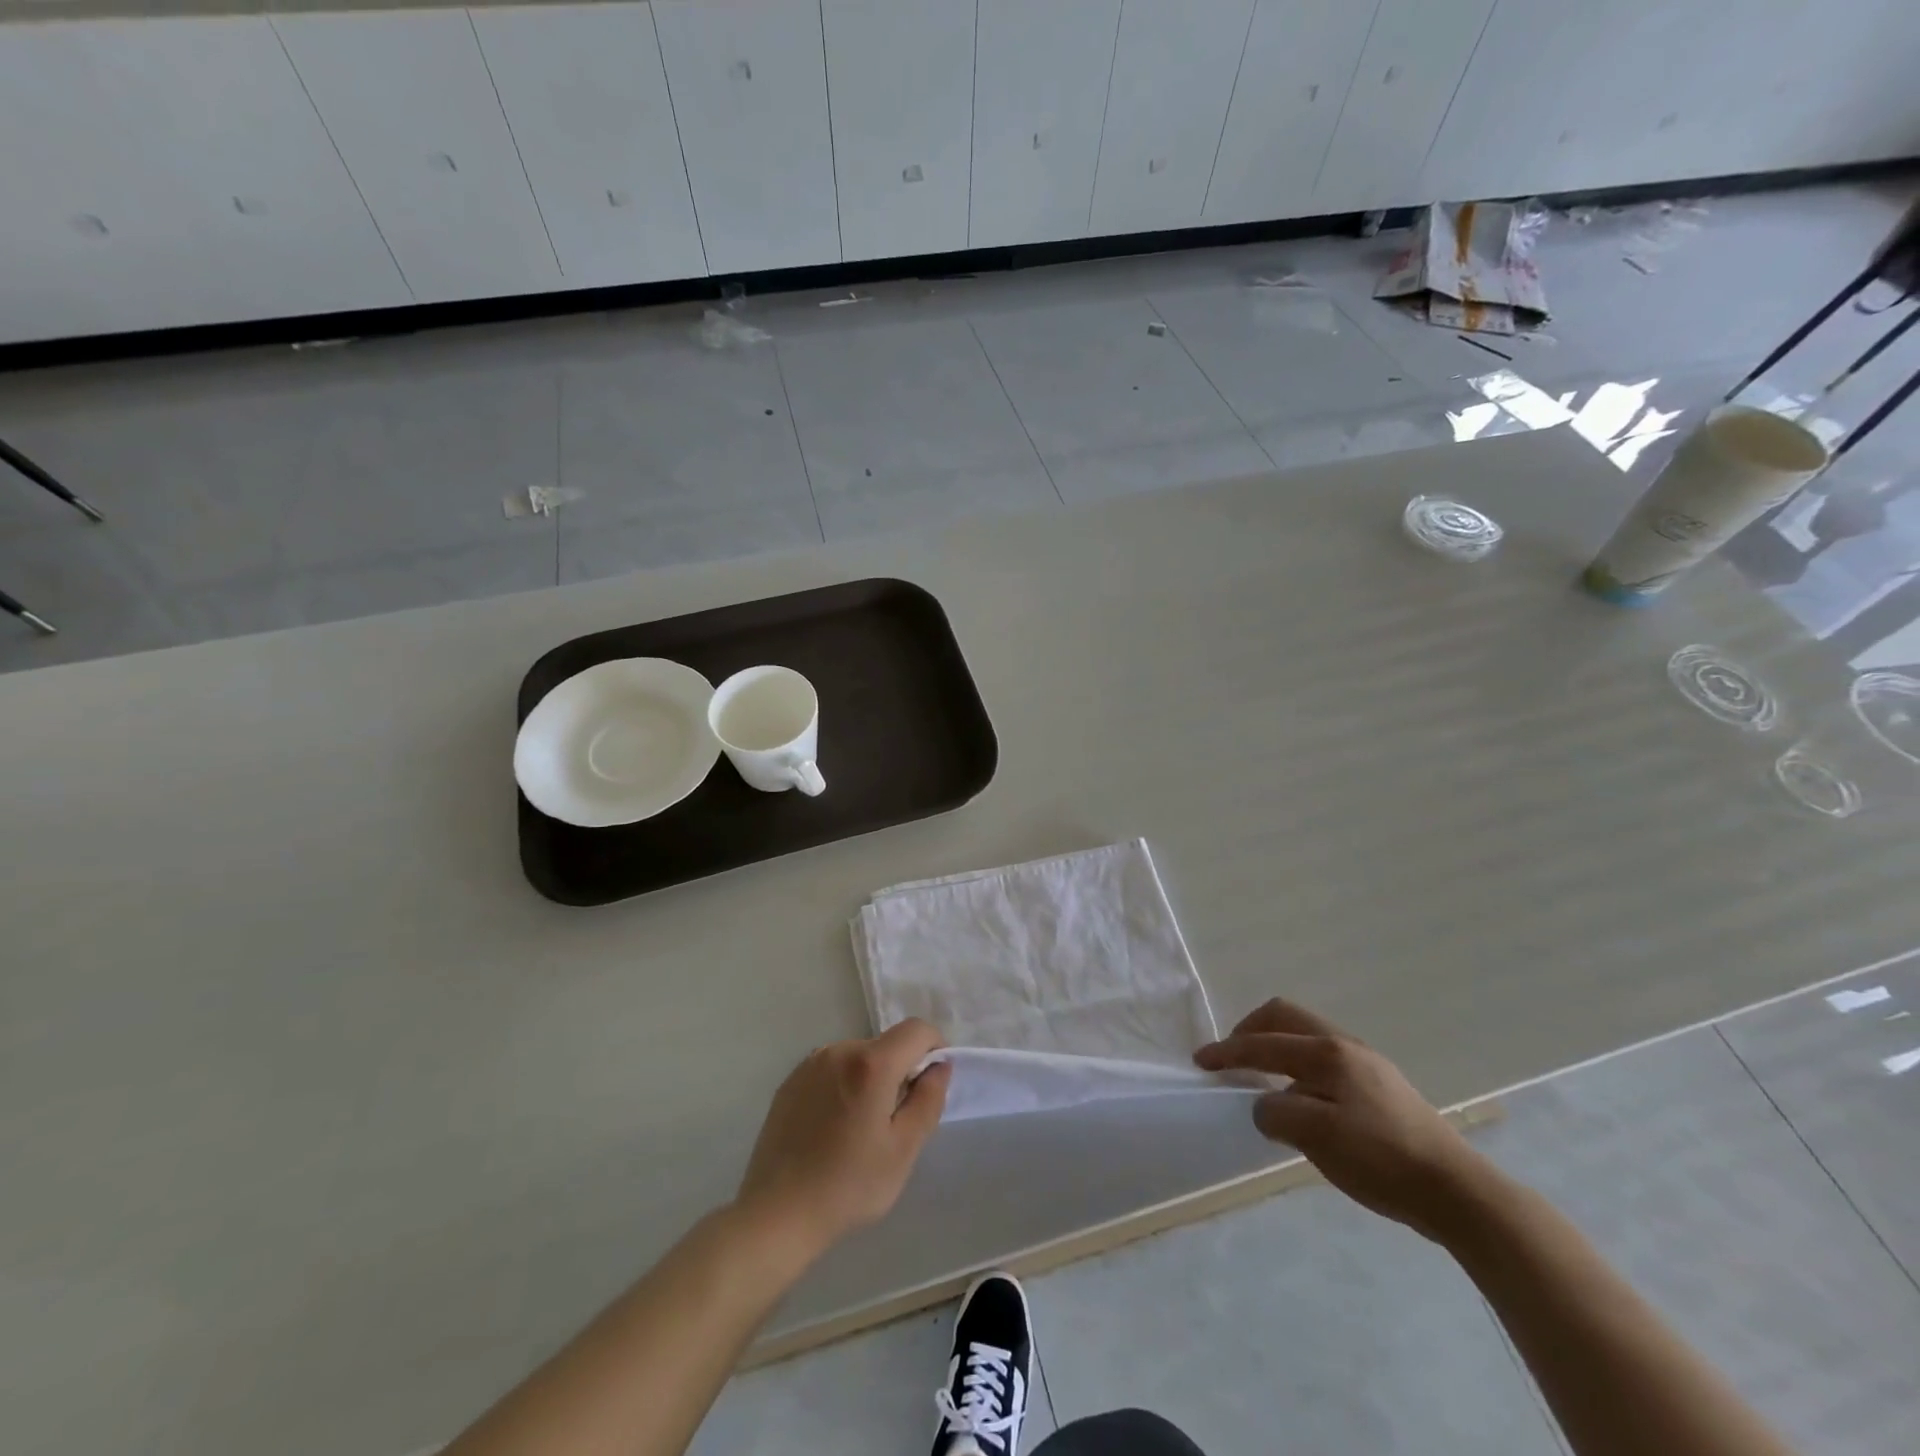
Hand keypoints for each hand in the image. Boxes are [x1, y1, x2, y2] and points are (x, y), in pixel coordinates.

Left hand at [734, 1019, 950, 1259]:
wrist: (776, 1215)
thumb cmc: (848, 1186)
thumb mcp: (903, 1149)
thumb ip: (929, 1100)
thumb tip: (939, 1066)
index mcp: (870, 1064)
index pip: (917, 1030)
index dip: (934, 1048)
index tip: (931, 1084)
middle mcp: (839, 1050)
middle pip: (886, 1045)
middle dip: (900, 1071)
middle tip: (895, 1122)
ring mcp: (810, 1063)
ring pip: (858, 1057)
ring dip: (871, 1078)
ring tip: (860, 1128)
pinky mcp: (791, 1080)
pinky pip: (832, 1069)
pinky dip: (844, 1085)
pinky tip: (832, 1128)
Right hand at [1195, 999, 1487, 1239]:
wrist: (1459, 1193)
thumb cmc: (1383, 1160)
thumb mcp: (1319, 1137)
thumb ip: (1277, 1113)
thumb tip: (1263, 1106)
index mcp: (1328, 1052)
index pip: (1264, 1042)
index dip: (1228, 1051)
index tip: (1200, 1062)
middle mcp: (1346, 1045)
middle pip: (1285, 1017)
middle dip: (1251, 1031)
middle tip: (1231, 1057)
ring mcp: (1368, 1064)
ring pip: (1306, 1036)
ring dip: (1276, 1047)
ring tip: (1262, 1079)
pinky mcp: (1382, 1087)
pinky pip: (1324, 1060)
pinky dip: (1298, 1067)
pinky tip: (1302, 1099)